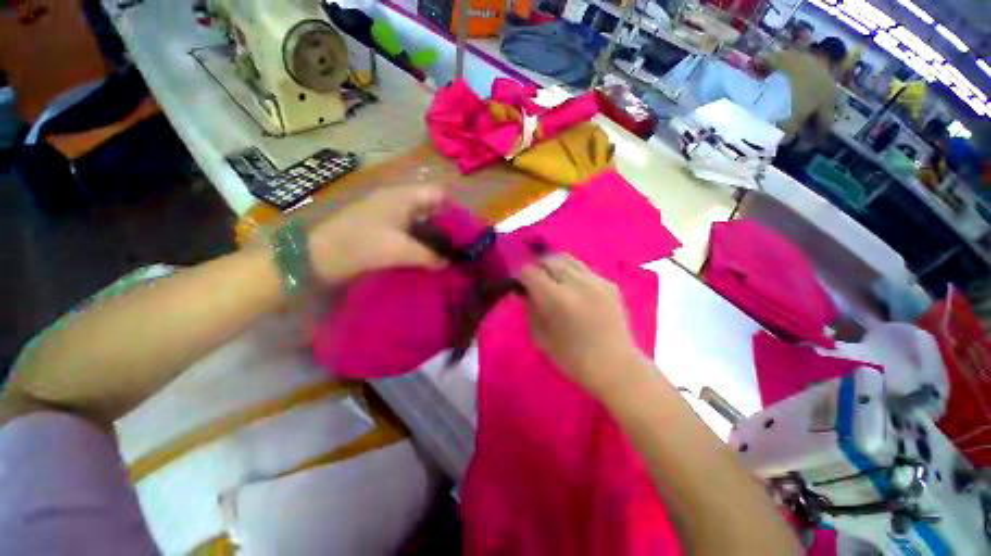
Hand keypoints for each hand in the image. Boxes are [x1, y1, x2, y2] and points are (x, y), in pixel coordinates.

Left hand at [307, 186, 445, 284]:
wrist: (319, 256)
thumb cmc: (362, 245)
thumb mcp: (400, 250)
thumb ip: (429, 256)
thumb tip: (448, 262)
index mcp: (403, 196)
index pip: (438, 193)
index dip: (454, 208)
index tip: (464, 230)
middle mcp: (397, 199)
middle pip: (430, 206)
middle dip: (445, 224)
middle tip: (458, 244)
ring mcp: (388, 212)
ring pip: (420, 219)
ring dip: (432, 233)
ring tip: (446, 251)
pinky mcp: (381, 226)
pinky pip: (408, 229)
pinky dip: (419, 239)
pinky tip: (426, 254)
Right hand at [519, 255, 649, 397]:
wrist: (617, 367)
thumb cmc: (573, 359)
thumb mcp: (541, 337)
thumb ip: (530, 309)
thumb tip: (523, 292)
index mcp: (557, 299)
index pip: (530, 272)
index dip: (521, 276)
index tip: (519, 285)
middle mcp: (577, 283)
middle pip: (549, 259)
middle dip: (537, 267)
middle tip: (535, 282)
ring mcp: (597, 281)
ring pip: (568, 259)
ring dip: (555, 267)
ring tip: (553, 282)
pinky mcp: (610, 284)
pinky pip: (584, 269)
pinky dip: (572, 274)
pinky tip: (574, 291)